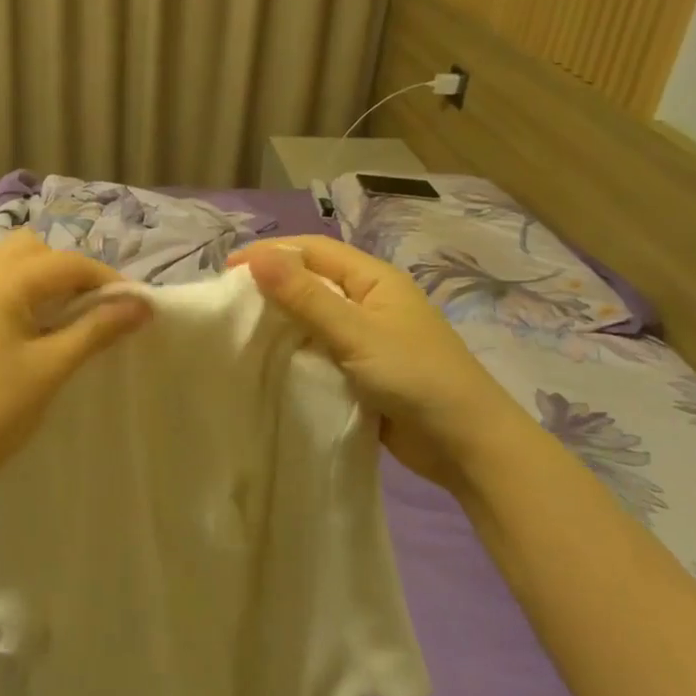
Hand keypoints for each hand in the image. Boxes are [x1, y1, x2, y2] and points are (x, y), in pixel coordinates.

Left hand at [0, 232, 150, 505]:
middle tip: (89, 311)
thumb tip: (141, 304)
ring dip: (40, 280)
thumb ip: (96, 329)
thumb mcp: (51, 368)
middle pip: (33, 249)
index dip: (106, 280)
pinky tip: (26, 333)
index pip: (67, 263)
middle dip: (67, 271)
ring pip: (8, 263)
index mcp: (2, 280)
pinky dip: (16, 293)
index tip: (134, 308)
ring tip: (60, 321)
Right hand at [229, 235, 530, 491]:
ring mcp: (367, 336)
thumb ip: (306, 297)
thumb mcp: (356, 333)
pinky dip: (294, 348)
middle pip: (311, 279)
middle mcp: (369, 300)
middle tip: (228, 299)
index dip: (271, 253)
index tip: (227, 269)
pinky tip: (268, 359)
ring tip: (240, 327)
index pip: (313, 250)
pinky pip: (320, 348)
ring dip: (281, 318)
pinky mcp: (362, 369)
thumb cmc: (415, 377)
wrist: (467, 445)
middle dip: (271, 283)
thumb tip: (258, 257)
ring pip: (313, 315)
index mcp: (374, 279)